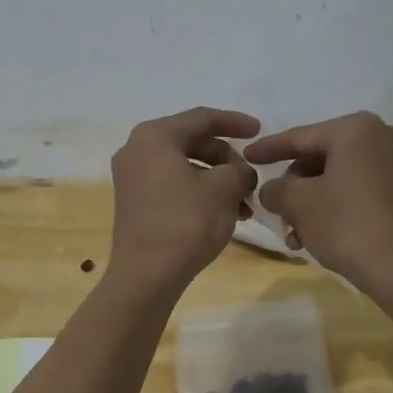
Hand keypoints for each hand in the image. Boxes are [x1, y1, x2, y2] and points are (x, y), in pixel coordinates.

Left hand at [109, 107, 260, 290]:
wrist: (147, 274)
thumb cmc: (186, 221)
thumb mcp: (225, 189)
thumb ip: (240, 170)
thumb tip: (241, 173)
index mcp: (154, 136)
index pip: (202, 118)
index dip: (235, 122)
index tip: (260, 130)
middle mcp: (137, 150)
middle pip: (192, 142)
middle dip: (227, 159)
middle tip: (251, 178)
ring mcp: (132, 178)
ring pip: (185, 167)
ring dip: (217, 181)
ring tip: (244, 205)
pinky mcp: (134, 203)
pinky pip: (173, 186)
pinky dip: (199, 194)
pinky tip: (224, 215)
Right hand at [245, 112, 392, 303]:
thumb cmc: (348, 226)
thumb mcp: (298, 204)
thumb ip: (275, 189)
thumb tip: (272, 190)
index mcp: (356, 129)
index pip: (300, 137)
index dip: (268, 149)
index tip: (246, 156)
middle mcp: (383, 135)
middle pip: (321, 157)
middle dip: (294, 186)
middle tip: (276, 210)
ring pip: (339, 177)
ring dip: (312, 203)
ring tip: (295, 235)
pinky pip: (359, 190)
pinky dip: (336, 207)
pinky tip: (319, 236)